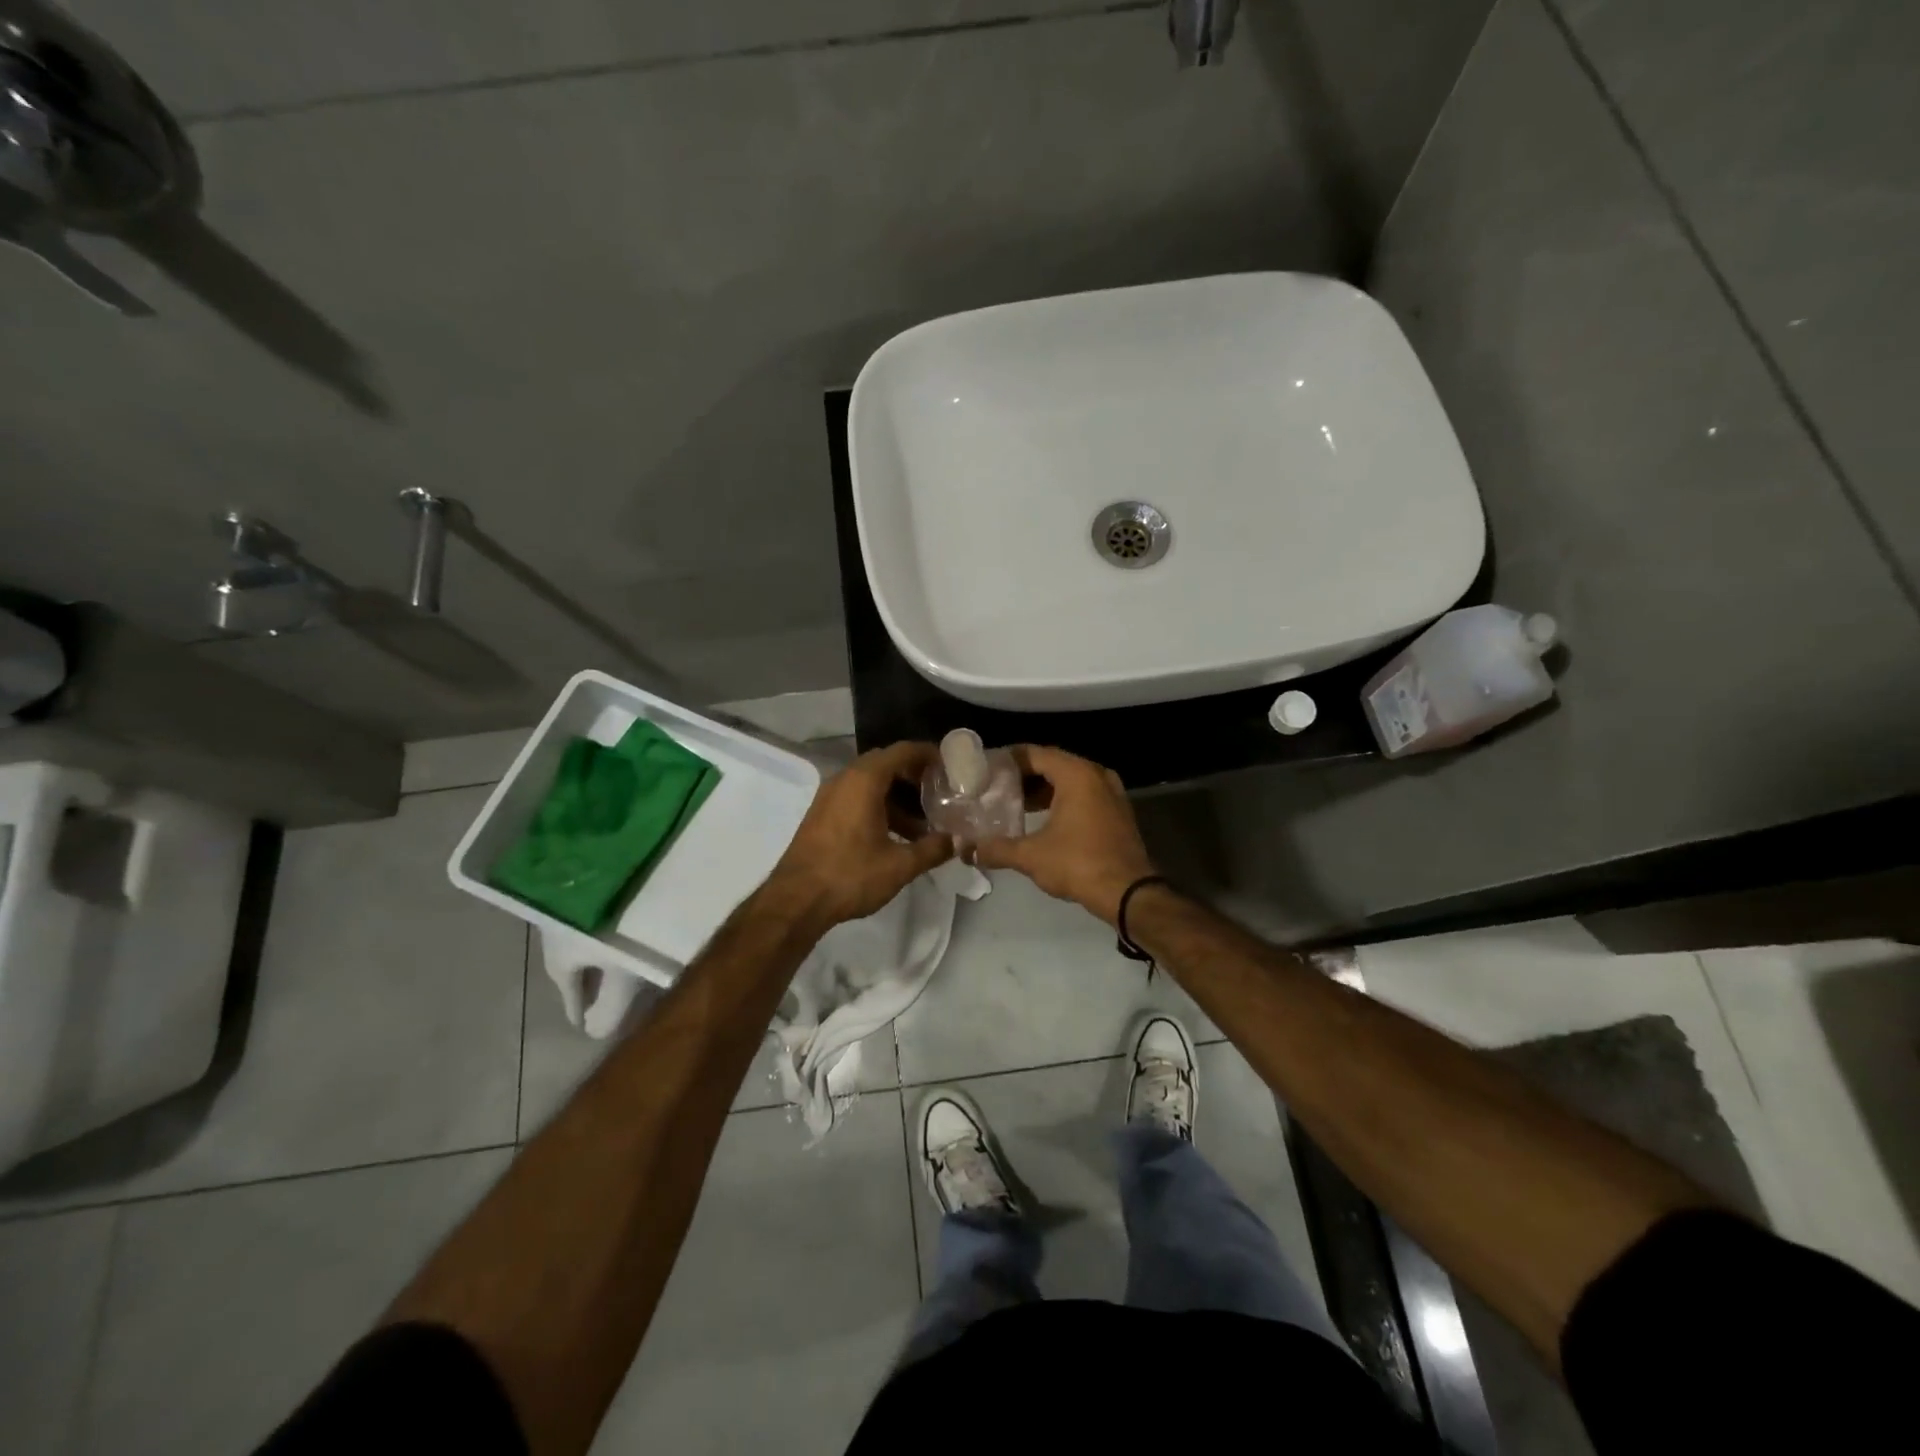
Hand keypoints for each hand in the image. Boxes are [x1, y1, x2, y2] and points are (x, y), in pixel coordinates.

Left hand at [767, 742, 953, 927]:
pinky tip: (896, 836)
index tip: (951, 767)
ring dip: (898, 797)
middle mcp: (845, 779)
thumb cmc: (850, 875)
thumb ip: (933, 849)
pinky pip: (856, 798)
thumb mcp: (899, 865)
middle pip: (887, 764)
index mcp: (864, 780)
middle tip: (941, 793)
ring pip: (871, 784)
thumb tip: (958, 841)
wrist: (795, 901)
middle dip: (915, 776)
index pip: (903, 751)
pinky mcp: (822, 815)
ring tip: (924, 823)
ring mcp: (830, 796)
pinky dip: (879, 807)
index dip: (929, 755)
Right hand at [972, 745, 1155, 924]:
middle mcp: (1096, 774)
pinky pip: (1084, 795)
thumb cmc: (1079, 864)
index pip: (1034, 754)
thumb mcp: (1031, 856)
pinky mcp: (1117, 811)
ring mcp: (1111, 792)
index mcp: (1076, 774)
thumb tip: (968, 850)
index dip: (1007, 760)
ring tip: (1013, 804)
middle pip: (1052, 764)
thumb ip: (997, 849)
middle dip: (1023, 776)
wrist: (1129, 893)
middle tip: (994, 787)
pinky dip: (1062, 800)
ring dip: (1042, 789)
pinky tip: (1041, 819)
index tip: (985, 770)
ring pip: (1069, 780)